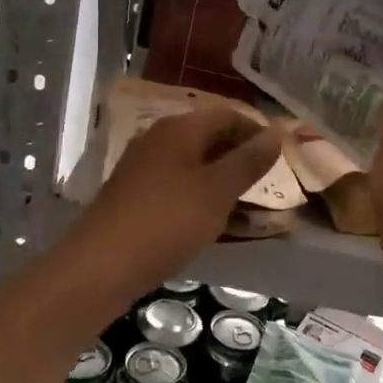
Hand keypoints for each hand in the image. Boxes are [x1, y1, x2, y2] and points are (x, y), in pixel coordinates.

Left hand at [80, 108, 281, 282]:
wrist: (100, 266)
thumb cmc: (166, 221)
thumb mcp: (216, 191)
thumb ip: (248, 161)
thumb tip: (277, 132)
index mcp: (178, 129)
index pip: (227, 115)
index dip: (257, 131)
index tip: (283, 156)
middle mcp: (159, 140)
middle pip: (210, 139)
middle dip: (242, 158)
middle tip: (271, 183)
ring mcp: (145, 169)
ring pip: (196, 167)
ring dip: (225, 182)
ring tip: (252, 207)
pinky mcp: (137, 197)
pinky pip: (180, 188)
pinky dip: (204, 199)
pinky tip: (218, 222)